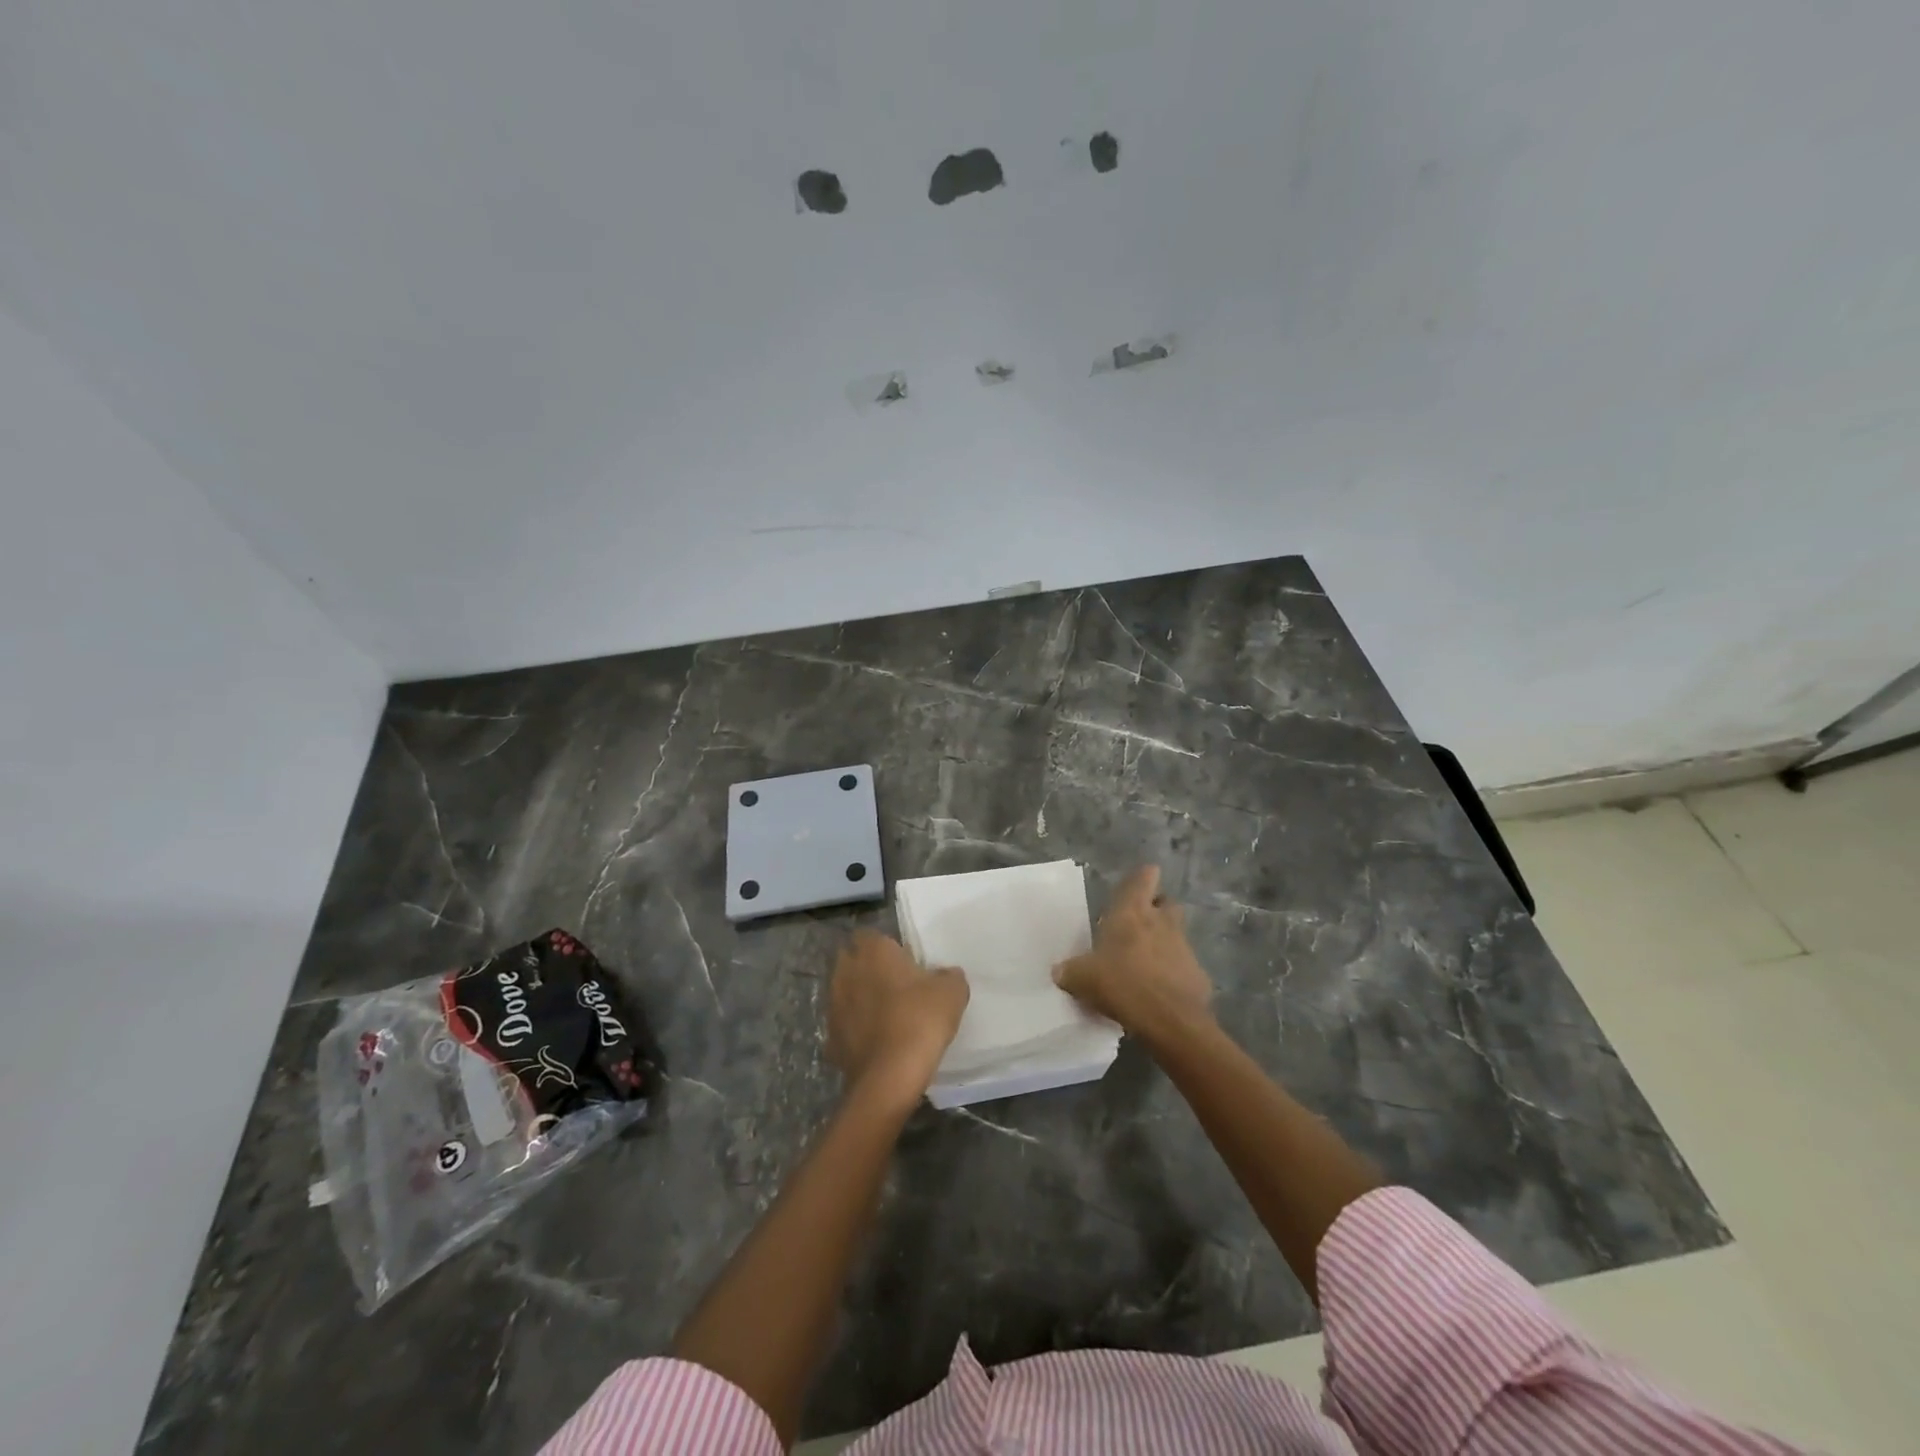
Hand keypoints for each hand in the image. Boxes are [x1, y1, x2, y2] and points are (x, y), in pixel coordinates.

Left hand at [826, 931, 968, 1111]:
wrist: (890, 1076)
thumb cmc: (920, 1020)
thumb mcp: (952, 992)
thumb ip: (948, 975)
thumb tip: (945, 974)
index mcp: (873, 951)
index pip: (870, 935)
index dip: (886, 946)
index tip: (904, 961)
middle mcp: (846, 971)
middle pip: (852, 960)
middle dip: (868, 968)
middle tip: (895, 984)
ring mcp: (833, 1005)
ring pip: (845, 992)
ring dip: (860, 998)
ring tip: (885, 1015)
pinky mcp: (829, 1038)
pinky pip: (844, 1025)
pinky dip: (855, 1030)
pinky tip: (875, 1042)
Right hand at [1054, 865, 1211, 1035]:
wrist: (1171, 1021)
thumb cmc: (1122, 984)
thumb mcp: (1083, 979)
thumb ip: (1070, 971)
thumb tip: (1059, 971)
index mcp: (1132, 912)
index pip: (1144, 877)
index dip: (1142, 878)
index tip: (1135, 886)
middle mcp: (1161, 921)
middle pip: (1166, 901)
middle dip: (1156, 908)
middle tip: (1138, 922)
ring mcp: (1183, 947)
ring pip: (1176, 932)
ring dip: (1165, 940)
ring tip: (1146, 960)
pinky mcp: (1198, 973)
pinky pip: (1184, 965)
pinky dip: (1174, 971)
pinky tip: (1160, 989)